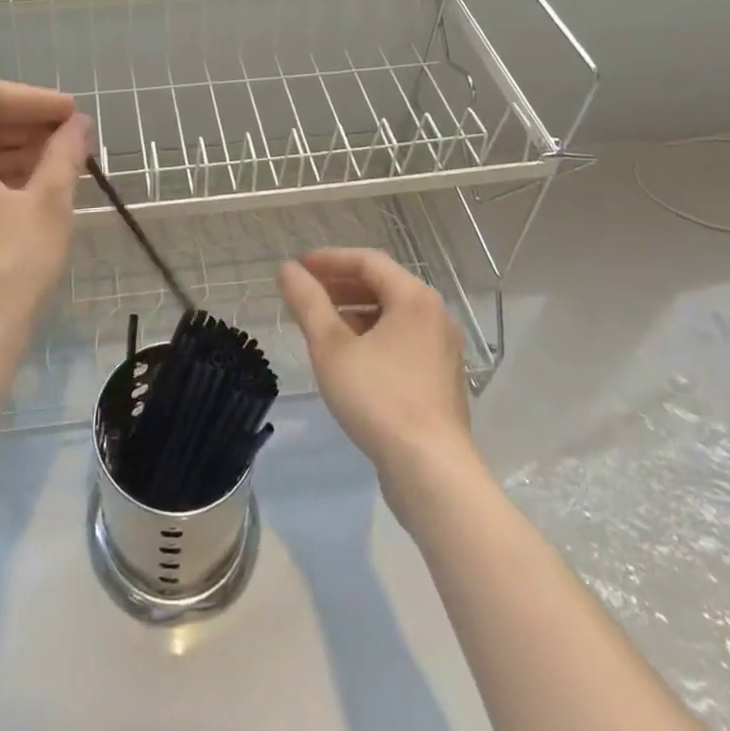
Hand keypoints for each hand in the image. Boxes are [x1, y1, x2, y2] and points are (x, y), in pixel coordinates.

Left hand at [0, 76, 89, 376]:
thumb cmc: (9, 269)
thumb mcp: (48, 205)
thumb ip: (64, 153)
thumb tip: (79, 124)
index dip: (34, 98)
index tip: (71, 114)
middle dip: (24, 125)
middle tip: (69, 138)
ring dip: (7, 152)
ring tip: (53, 164)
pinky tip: (21, 192)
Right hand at [279, 247, 475, 490]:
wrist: (431, 471)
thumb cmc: (379, 399)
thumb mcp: (331, 347)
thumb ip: (308, 302)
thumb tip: (287, 270)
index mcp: (414, 298)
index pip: (367, 260)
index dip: (328, 259)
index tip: (297, 267)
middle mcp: (435, 315)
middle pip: (382, 284)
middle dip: (340, 284)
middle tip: (306, 292)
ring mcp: (442, 348)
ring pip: (392, 314)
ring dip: (354, 311)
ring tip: (321, 323)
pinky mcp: (440, 378)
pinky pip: (402, 339)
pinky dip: (372, 335)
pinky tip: (348, 356)